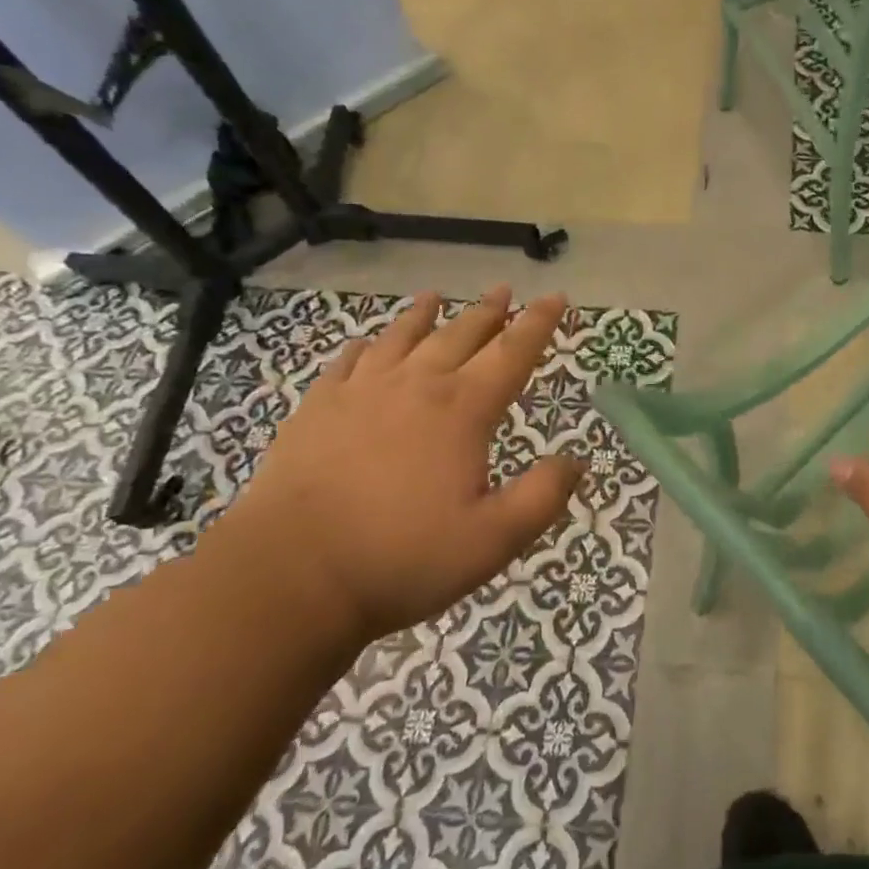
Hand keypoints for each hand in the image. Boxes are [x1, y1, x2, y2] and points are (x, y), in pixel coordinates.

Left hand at [228, 286, 580, 641]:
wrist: (290, 576)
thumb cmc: (402, 558)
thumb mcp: (493, 540)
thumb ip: (543, 496)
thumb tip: (577, 461)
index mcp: (463, 410)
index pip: (513, 353)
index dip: (539, 323)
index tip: (555, 298)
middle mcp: (417, 386)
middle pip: (460, 335)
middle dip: (488, 312)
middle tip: (504, 292)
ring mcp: (361, 393)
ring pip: (402, 338)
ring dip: (425, 315)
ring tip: (436, 296)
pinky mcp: (317, 409)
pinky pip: (348, 363)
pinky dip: (366, 347)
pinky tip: (367, 344)